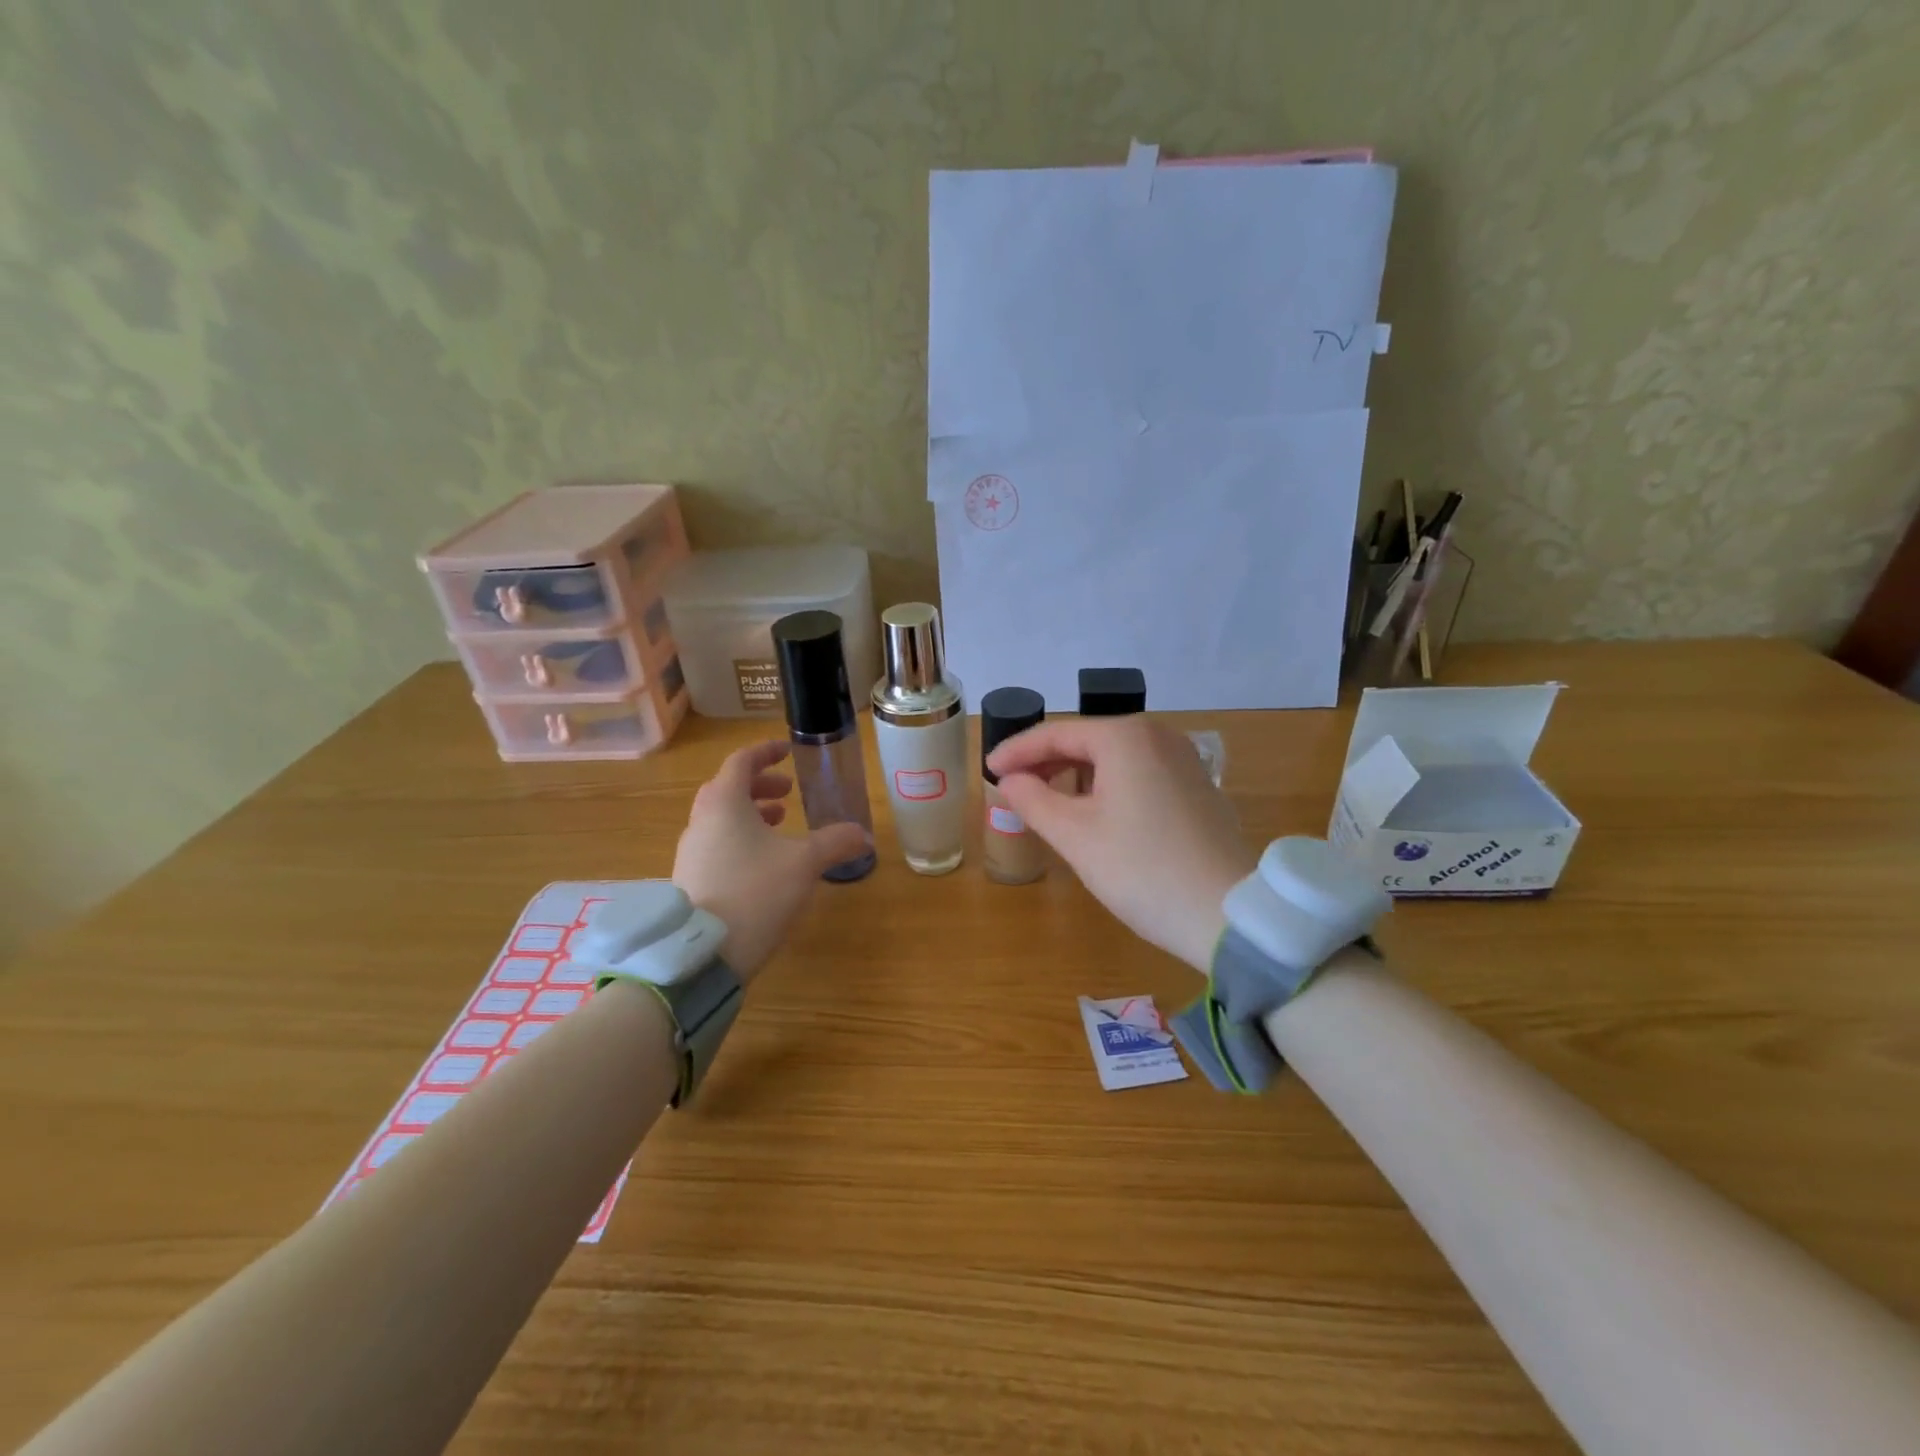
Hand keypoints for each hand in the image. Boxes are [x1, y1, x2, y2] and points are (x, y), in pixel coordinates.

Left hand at [672, 741, 869, 981]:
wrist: (703, 954)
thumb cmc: (755, 893)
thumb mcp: (804, 863)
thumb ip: (835, 842)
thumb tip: (864, 835)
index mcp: (724, 804)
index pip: (741, 761)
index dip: (766, 752)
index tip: (788, 751)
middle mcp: (701, 821)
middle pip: (727, 789)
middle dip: (760, 785)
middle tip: (789, 793)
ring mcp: (690, 853)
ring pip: (720, 819)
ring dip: (751, 814)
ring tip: (780, 825)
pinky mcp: (690, 881)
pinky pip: (716, 844)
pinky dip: (740, 839)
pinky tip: (764, 864)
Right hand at [988, 717, 1255, 970]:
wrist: (1228, 915)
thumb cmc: (1141, 870)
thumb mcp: (1075, 836)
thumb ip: (1033, 800)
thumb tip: (1010, 781)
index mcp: (1125, 738)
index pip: (1056, 733)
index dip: (1017, 750)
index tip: (988, 769)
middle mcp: (1158, 736)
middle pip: (1087, 740)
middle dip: (1046, 762)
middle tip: (1013, 787)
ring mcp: (1184, 761)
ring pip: (1114, 757)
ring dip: (1076, 774)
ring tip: (1048, 802)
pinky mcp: (1198, 787)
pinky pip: (1139, 773)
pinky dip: (1108, 785)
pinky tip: (1094, 813)